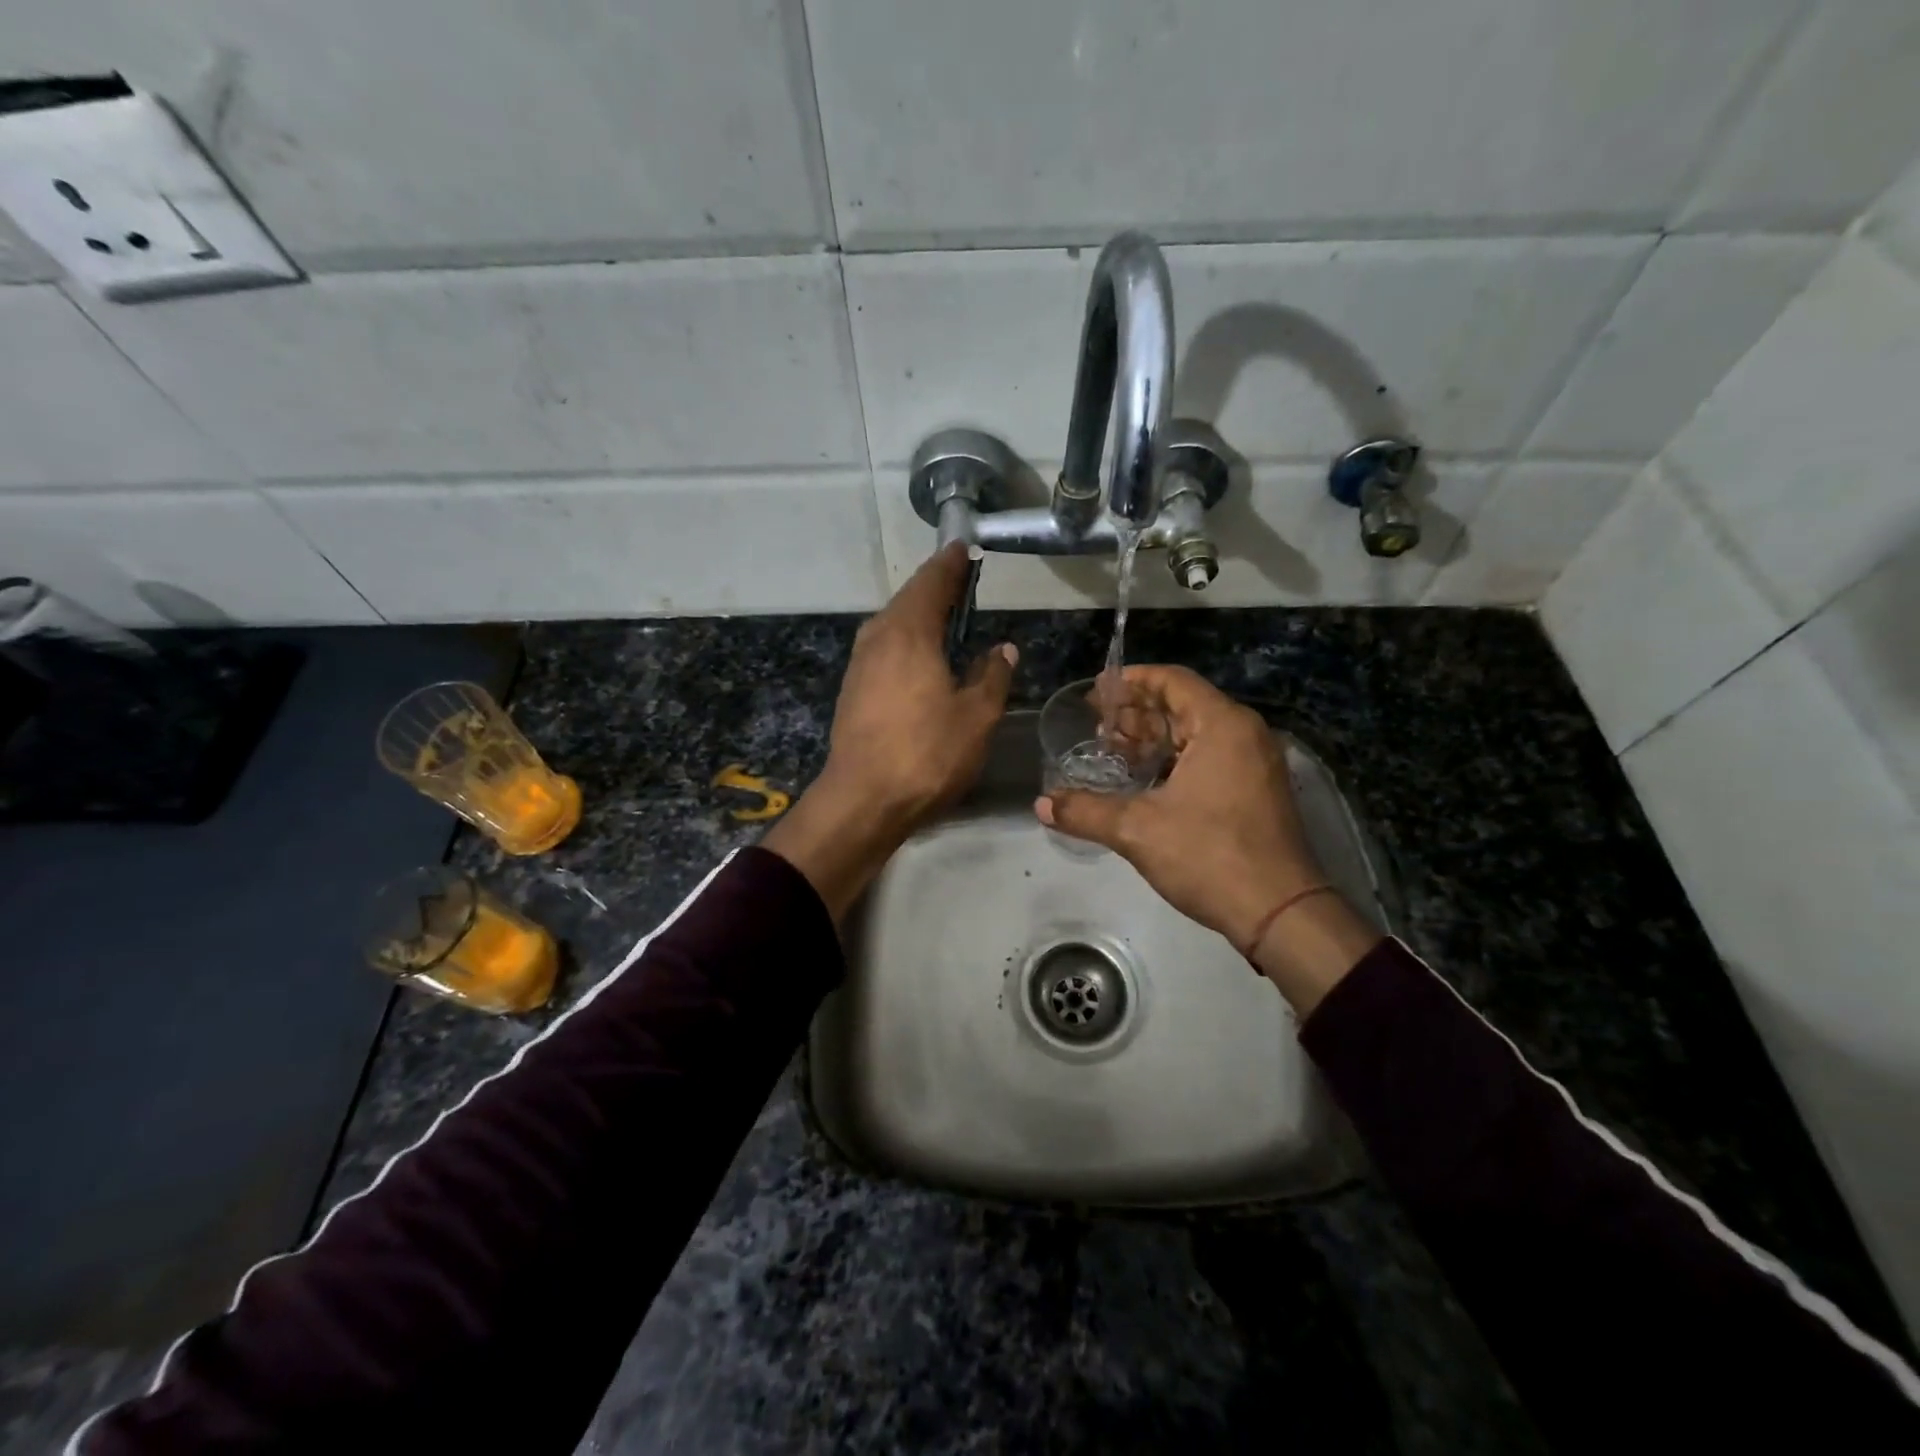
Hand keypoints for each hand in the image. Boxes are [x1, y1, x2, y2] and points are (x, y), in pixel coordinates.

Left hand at [765, 544, 1015, 919]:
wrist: (863, 800)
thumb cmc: (926, 753)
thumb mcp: (976, 716)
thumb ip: (992, 675)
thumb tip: (1002, 649)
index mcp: (910, 632)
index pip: (933, 582)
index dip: (952, 564)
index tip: (965, 548)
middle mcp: (878, 636)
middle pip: (909, 599)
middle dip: (936, 588)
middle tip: (963, 582)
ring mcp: (860, 663)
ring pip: (893, 624)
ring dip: (920, 616)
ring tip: (947, 617)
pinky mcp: (853, 688)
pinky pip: (885, 648)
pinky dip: (907, 641)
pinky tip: (922, 658)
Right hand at [1036, 665, 1378, 1012]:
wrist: (1279, 913)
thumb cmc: (1209, 856)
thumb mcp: (1138, 830)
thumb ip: (1085, 811)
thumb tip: (1041, 804)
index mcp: (1222, 725)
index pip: (1172, 681)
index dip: (1131, 680)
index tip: (1097, 690)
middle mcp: (1243, 734)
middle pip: (1182, 705)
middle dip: (1136, 713)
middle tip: (1095, 726)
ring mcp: (1254, 763)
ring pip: (1195, 735)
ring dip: (1153, 739)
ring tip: (1111, 753)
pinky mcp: (1255, 791)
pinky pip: (1208, 758)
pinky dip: (1173, 761)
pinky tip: (1142, 781)